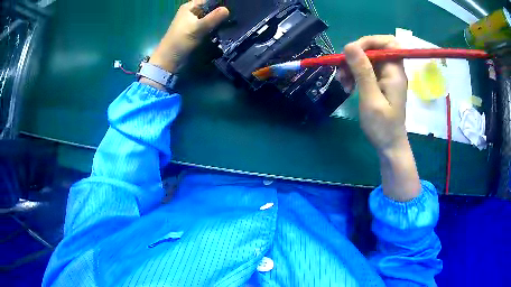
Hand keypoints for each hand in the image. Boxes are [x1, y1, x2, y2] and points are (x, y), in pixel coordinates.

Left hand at [149, 1, 228, 72]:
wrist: (169, 61)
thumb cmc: (180, 42)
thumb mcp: (198, 28)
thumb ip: (213, 18)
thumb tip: (228, 9)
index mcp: (190, 7)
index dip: (220, 2)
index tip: (233, 6)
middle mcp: (193, 12)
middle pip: (211, 7)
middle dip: (222, 11)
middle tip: (235, 16)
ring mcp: (195, 22)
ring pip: (211, 17)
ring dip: (220, 20)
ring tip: (233, 23)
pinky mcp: (196, 32)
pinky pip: (210, 26)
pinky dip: (216, 27)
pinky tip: (225, 30)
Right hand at [339, 35, 419, 201]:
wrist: (389, 146)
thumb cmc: (383, 126)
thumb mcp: (371, 99)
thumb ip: (362, 72)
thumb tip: (350, 45)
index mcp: (395, 72)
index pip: (387, 42)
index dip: (369, 42)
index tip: (351, 52)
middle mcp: (392, 70)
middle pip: (374, 50)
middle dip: (355, 57)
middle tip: (342, 70)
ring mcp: (386, 77)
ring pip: (367, 60)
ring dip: (352, 67)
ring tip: (342, 82)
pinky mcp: (380, 84)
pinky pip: (365, 71)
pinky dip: (354, 75)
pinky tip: (348, 86)